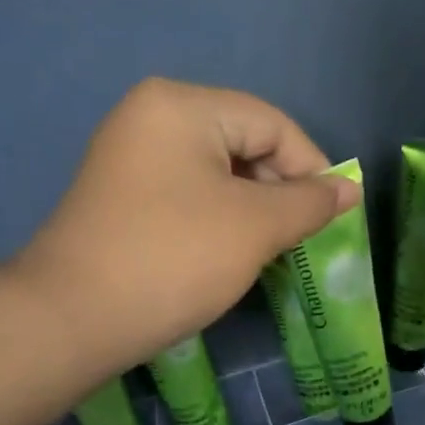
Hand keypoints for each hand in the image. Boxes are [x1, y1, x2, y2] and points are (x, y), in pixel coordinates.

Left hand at [14, 79, 356, 376]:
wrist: (75, 318)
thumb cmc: (174, 260)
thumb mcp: (255, 228)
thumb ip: (308, 203)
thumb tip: (348, 189)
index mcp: (182, 106)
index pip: (271, 123)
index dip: (312, 168)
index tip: (334, 218)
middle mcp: (151, 118)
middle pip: (243, 143)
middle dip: (279, 192)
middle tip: (299, 241)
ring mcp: (130, 158)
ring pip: (217, 174)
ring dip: (252, 211)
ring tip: (268, 253)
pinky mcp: (121, 198)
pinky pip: (188, 196)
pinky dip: (219, 221)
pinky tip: (229, 256)